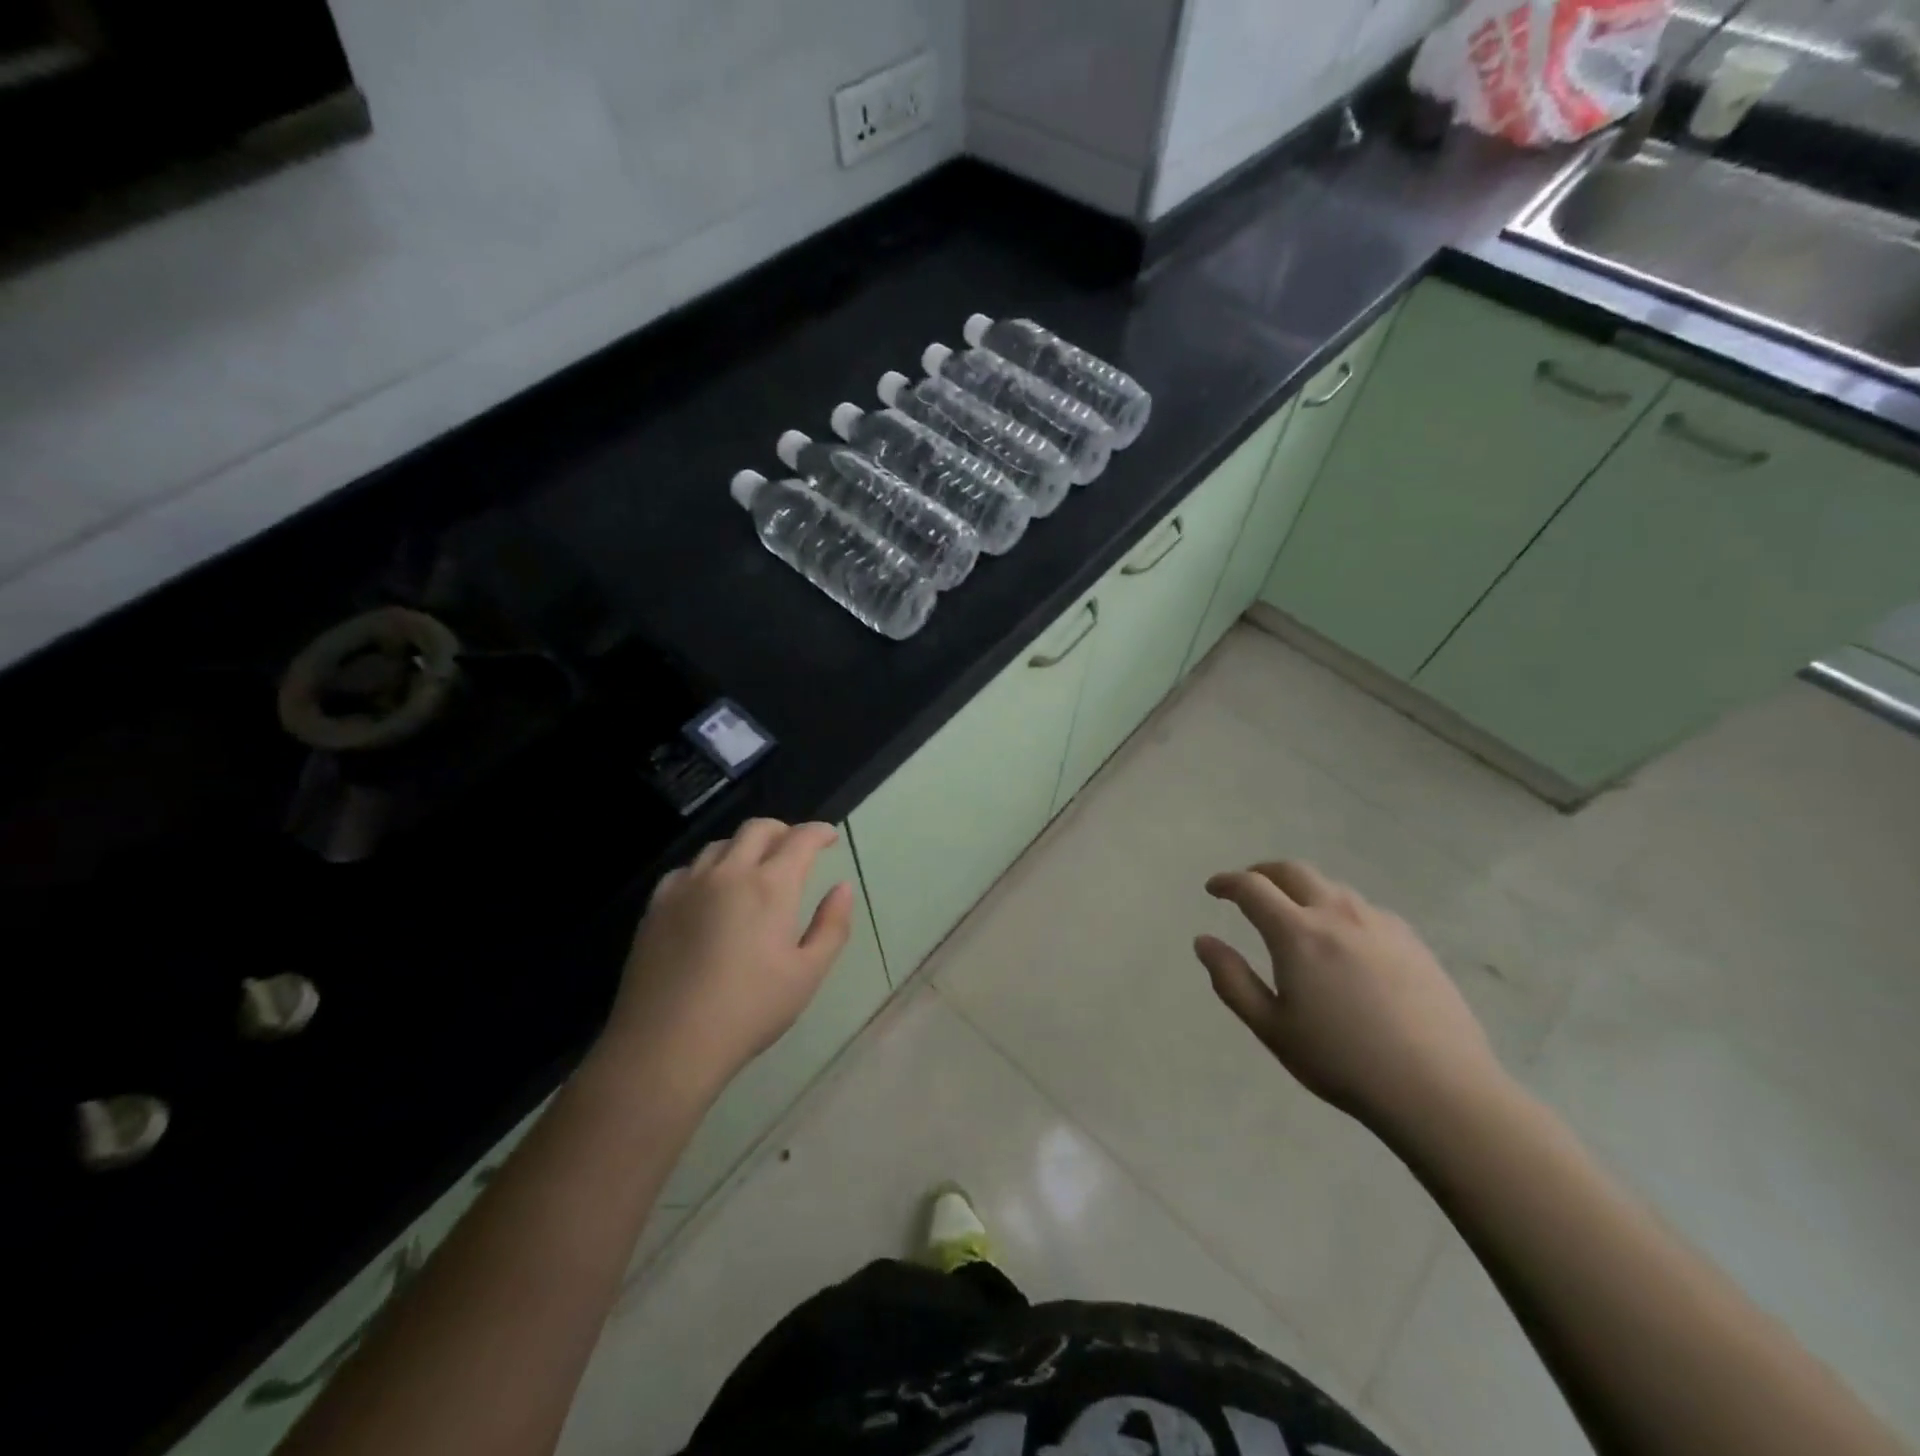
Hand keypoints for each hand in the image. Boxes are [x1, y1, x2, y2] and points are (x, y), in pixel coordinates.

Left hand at [604, 819, 853, 1096]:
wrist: (667, 1043)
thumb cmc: (749, 1010)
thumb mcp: (808, 974)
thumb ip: (832, 926)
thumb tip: (843, 887)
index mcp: (771, 886)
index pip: (800, 839)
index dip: (819, 832)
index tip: (829, 838)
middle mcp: (729, 873)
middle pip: (757, 829)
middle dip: (783, 831)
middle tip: (794, 849)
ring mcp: (688, 886)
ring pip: (720, 845)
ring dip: (744, 847)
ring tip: (754, 870)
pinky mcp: (657, 905)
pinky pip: (687, 869)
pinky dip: (708, 869)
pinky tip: (710, 892)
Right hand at [1194, 860, 1509, 1137]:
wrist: (1439, 1089)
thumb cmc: (1342, 1061)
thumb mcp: (1271, 1027)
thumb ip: (1231, 979)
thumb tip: (1203, 941)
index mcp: (1297, 933)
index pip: (1252, 888)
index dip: (1227, 882)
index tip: (1213, 889)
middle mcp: (1337, 914)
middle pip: (1292, 870)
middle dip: (1262, 872)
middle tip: (1247, 887)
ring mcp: (1379, 923)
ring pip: (1330, 887)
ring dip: (1302, 889)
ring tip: (1293, 914)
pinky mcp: (1411, 940)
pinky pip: (1363, 909)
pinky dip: (1338, 910)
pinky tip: (1342, 942)